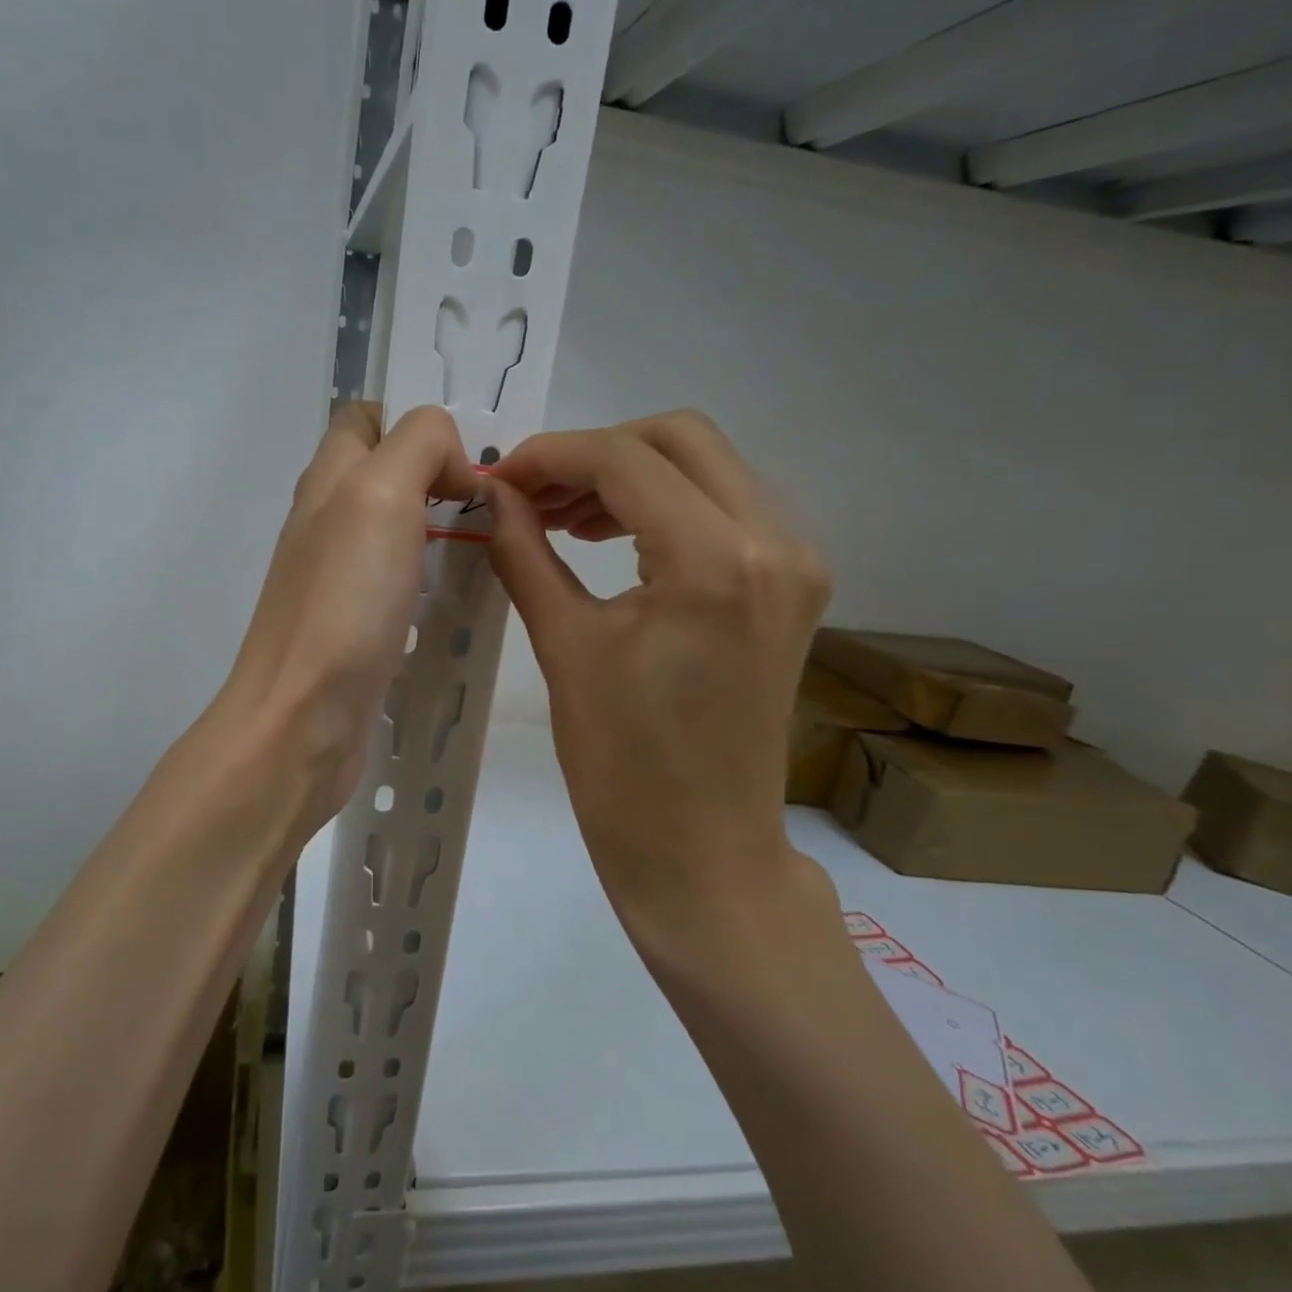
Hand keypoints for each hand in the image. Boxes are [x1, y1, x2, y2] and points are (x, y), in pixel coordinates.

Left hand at [213, 403, 480, 834]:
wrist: (300, 720)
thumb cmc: (342, 603)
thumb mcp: (380, 495)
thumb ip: (418, 447)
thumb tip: (452, 466)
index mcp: (328, 481)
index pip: (365, 418)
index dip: (417, 418)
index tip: (469, 451)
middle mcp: (328, 523)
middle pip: (387, 476)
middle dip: (443, 476)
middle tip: (497, 503)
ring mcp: (340, 580)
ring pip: (399, 532)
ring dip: (446, 530)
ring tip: (497, 546)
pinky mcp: (356, 628)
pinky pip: (403, 586)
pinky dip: (435, 582)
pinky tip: (467, 600)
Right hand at [485, 410, 832, 964]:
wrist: (702, 852)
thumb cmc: (622, 765)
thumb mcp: (564, 646)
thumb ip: (525, 552)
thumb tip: (496, 497)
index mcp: (716, 560)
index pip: (626, 461)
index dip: (552, 456)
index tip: (502, 479)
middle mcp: (774, 542)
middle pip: (680, 439)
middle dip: (597, 452)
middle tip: (536, 495)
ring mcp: (794, 563)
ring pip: (707, 468)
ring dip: (631, 477)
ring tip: (563, 518)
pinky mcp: (791, 587)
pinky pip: (724, 510)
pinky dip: (665, 506)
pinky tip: (612, 538)